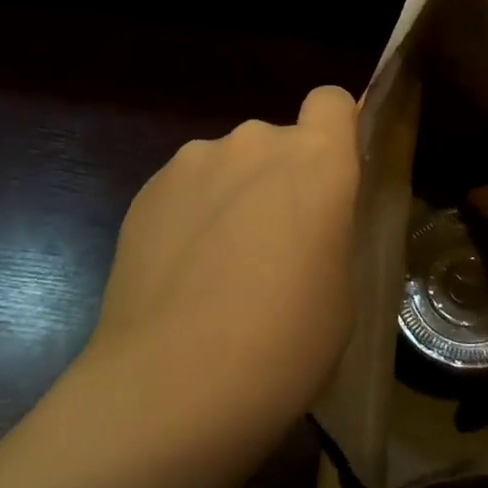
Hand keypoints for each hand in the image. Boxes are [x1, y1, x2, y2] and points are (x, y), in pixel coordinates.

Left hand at [82, 85, 359, 430]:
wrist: (171, 386)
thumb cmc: (285, 342)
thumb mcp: (341, 286)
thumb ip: (329, 227)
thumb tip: (307, 219)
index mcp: (318, 160)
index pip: (332, 101)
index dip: (335, 128)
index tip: (330, 175)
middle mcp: (256, 142)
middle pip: (277, 140)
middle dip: (279, 177)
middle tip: (274, 244)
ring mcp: (194, 161)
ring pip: (228, 165)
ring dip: (232, 195)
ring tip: (218, 266)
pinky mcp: (147, 190)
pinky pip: (186, 188)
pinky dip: (191, 215)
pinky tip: (181, 275)